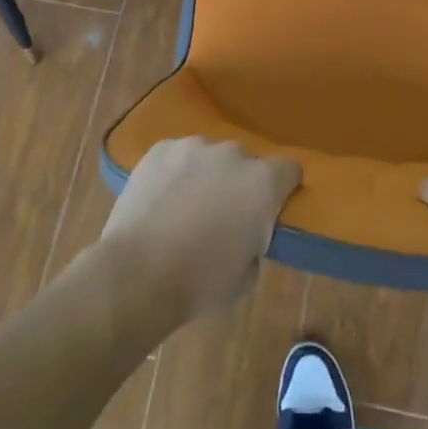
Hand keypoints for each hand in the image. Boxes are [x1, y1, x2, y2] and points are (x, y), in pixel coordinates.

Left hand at [101, 138, 301, 320]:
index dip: (283, 188)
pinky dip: (176, 172)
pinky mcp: (160, 149)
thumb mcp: (247, 273)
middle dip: (240, 183)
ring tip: (186, 206)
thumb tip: (245, 232)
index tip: (271, 209)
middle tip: (223, 214)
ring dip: (207, 175)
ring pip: (210, 157)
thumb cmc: (201, 281)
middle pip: (247, 162)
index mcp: (263, 183)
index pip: (290, 170)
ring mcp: (194, 146)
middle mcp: (233, 154)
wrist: (137, 273)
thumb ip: (256, 239)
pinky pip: (178, 156)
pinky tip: (161, 198)